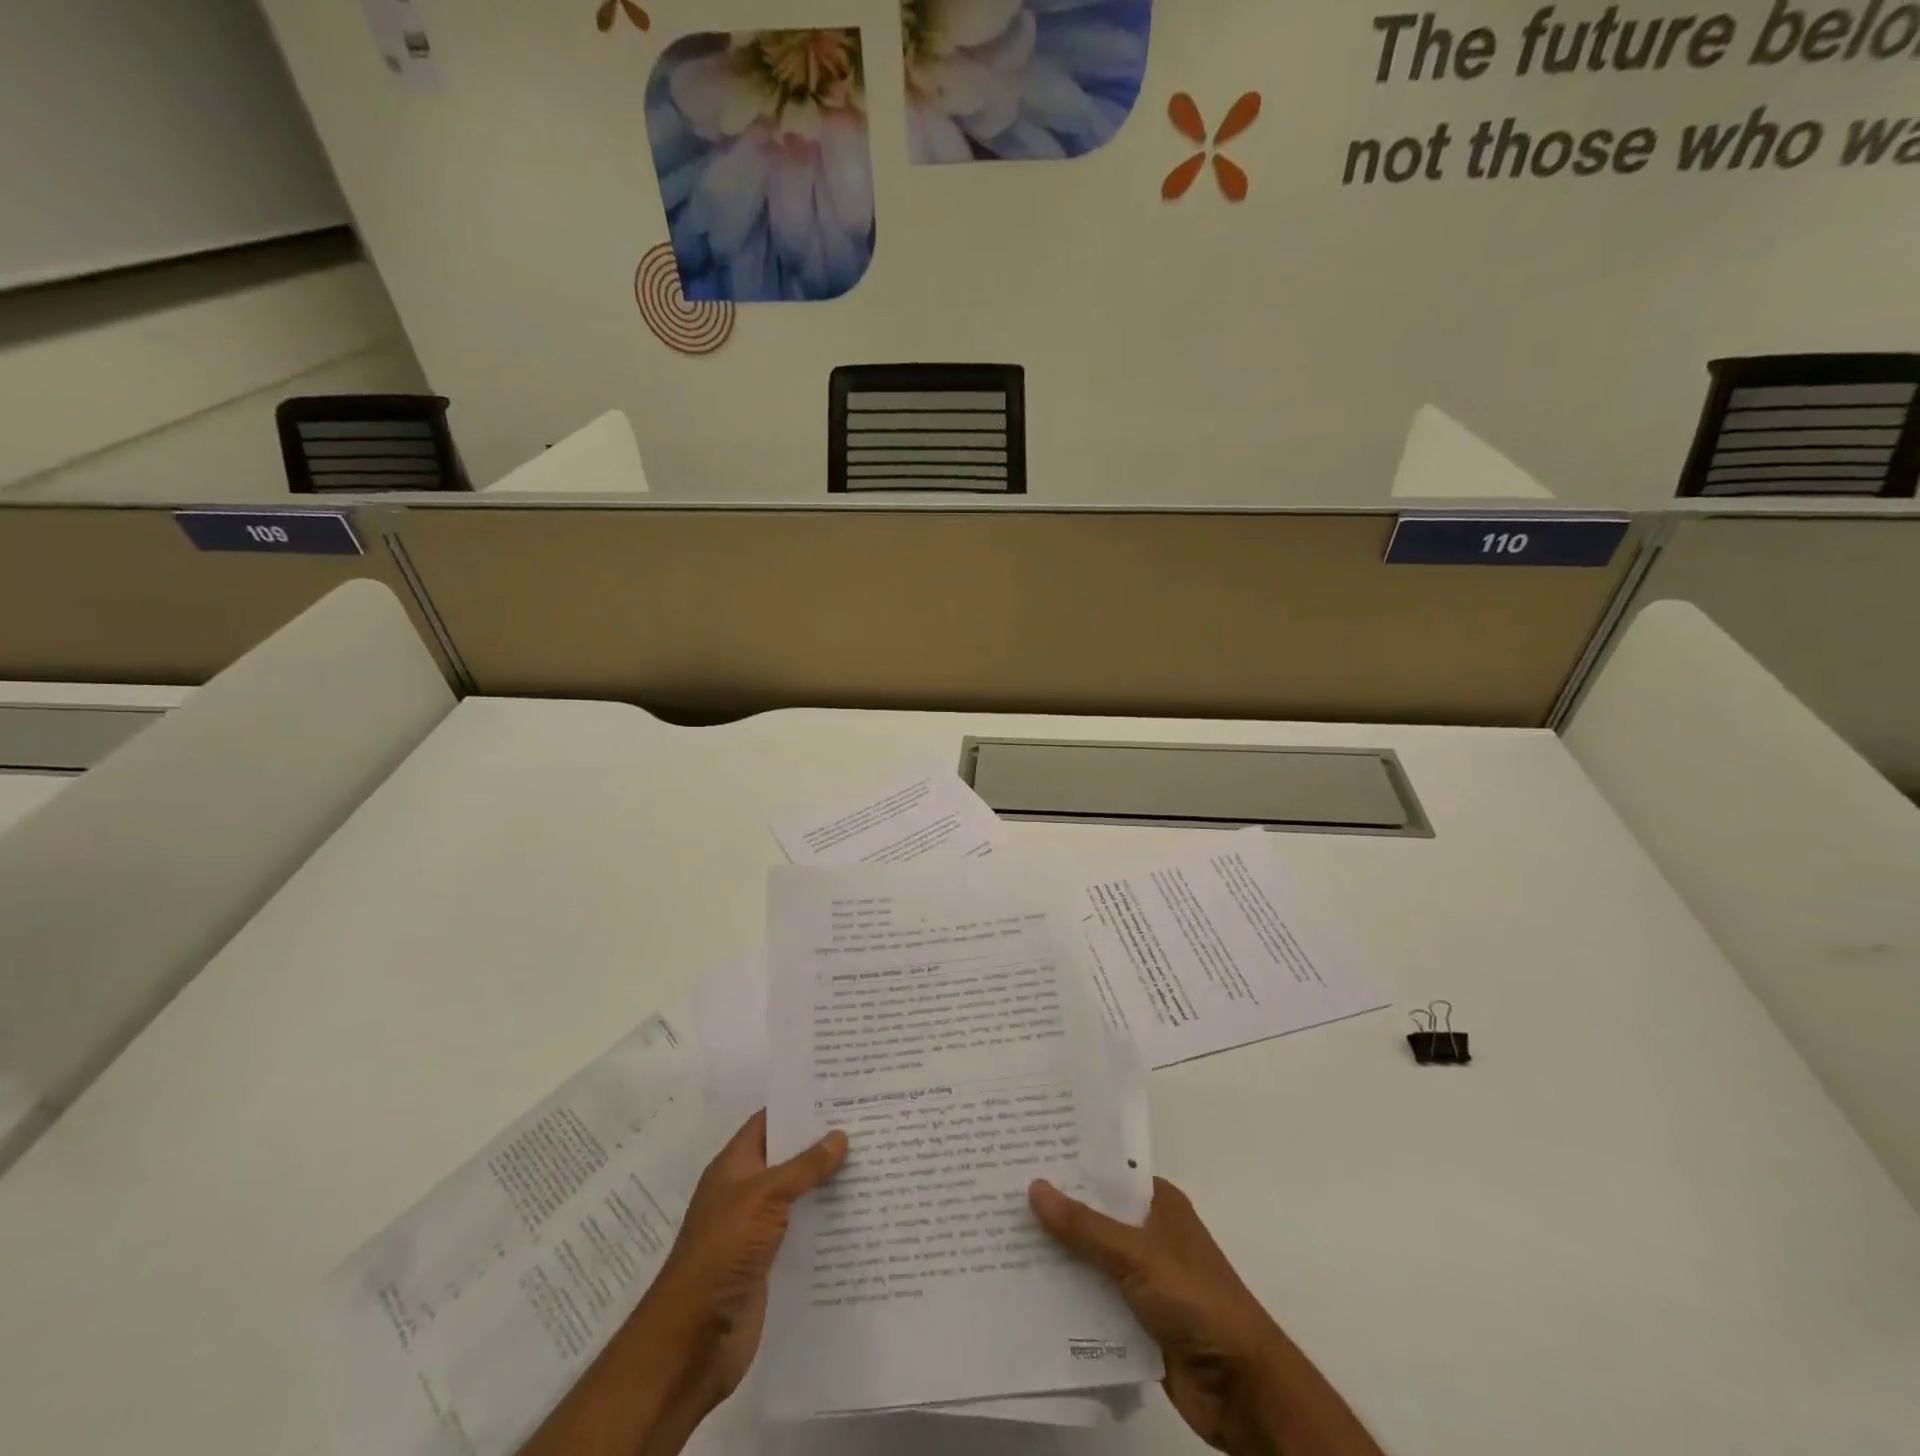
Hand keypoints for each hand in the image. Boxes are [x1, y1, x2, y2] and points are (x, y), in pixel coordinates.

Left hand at [643, 1111, 847, 1404]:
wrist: (694, 1340)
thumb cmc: (723, 1251)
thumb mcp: (764, 1196)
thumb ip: (803, 1167)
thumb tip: (839, 1135)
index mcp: (734, 1166)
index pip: (769, 1121)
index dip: (799, 1105)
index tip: (839, 1091)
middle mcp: (745, 1192)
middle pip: (788, 1157)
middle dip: (822, 1142)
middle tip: (867, 1122)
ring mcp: (757, 1229)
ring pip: (799, 1195)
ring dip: (828, 1182)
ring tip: (874, 1162)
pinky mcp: (770, 1263)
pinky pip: (803, 1231)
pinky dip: (827, 1221)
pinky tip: (860, 1213)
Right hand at [1030, 1177, 1381, 1455]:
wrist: (1242, 1387)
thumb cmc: (1195, 1299)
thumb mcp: (1136, 1254)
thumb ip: (1084, 1226)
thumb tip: (1034, 1186)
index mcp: (1157, 1203)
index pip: (1106, 1172)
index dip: (1069, 1163)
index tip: (1023, 1152)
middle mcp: (1148, 1234)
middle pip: (1093, 1215)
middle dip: (1054, 1211)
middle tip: (998, 1193)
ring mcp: (1142, 1279)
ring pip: (1089, 1259)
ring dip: (1056, 1257)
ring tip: (1000, 1238)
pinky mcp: (1136, 1322)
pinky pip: (1093, 1301)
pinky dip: (1066, 1298)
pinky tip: (1025, 1291)